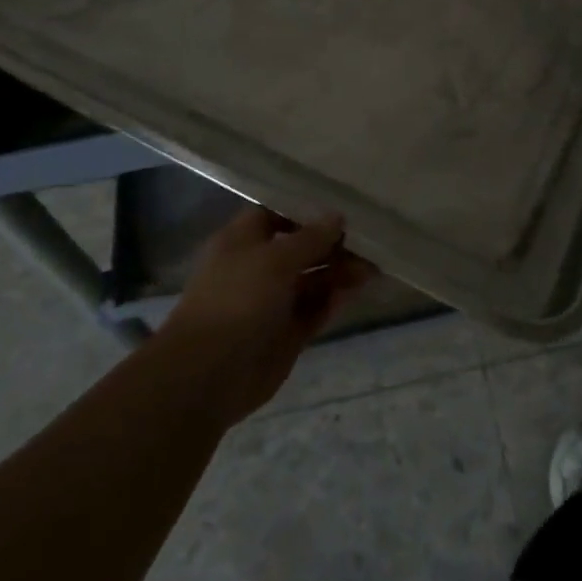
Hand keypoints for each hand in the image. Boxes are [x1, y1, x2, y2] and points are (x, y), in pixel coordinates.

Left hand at [160, 208, 373, 426]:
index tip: (341, 205)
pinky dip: (334, 300)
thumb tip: (336, 217)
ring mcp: (272, 302)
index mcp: (243, 241)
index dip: (306, 209)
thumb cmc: (237, 299)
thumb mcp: (275, 259)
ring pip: (312, 280)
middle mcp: (258, 268)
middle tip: (369, 238)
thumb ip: (309, 238)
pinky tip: (357, 290)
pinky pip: (314, 310)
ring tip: (372, 266)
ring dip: (339, 272)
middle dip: (332, 243)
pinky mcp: (286, 334)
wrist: (209, 374)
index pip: (277, 214)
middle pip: (300, 248)